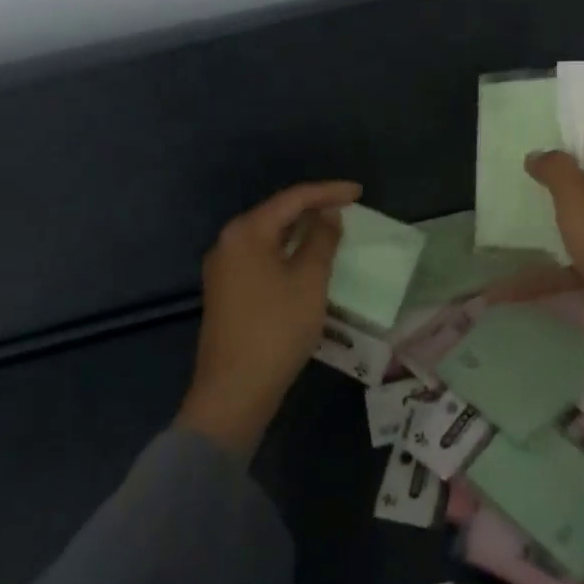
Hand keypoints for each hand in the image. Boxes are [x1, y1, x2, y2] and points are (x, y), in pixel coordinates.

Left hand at [175, 179, 362, 454]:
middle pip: (278, 213)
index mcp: (246, 231)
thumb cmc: (276, 329)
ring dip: (302, 231)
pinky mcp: (228, 291)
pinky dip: (288, 252)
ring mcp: (225, 268)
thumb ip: (321, 239)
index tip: (359, 192)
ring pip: (270, 236)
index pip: (293, 198)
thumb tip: (328, 214)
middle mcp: (229, 242)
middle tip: (348, 209)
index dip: (328, 192)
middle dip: (314, 209)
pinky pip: (263, 256)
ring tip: (334, 230)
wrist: (233, 392)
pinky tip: (308, 259)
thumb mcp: (309, 280)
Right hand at [516, 107, 583, 379]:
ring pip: (580, 208)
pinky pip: (575, 255)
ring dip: (551, 210)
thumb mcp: (577, 197)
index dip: (583, 113)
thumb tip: (538, 153)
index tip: (548, 122)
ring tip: (512, 208)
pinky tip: (508, 285)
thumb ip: (555, 169)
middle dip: (556, 164)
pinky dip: (546, 267)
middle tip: (519, 165)